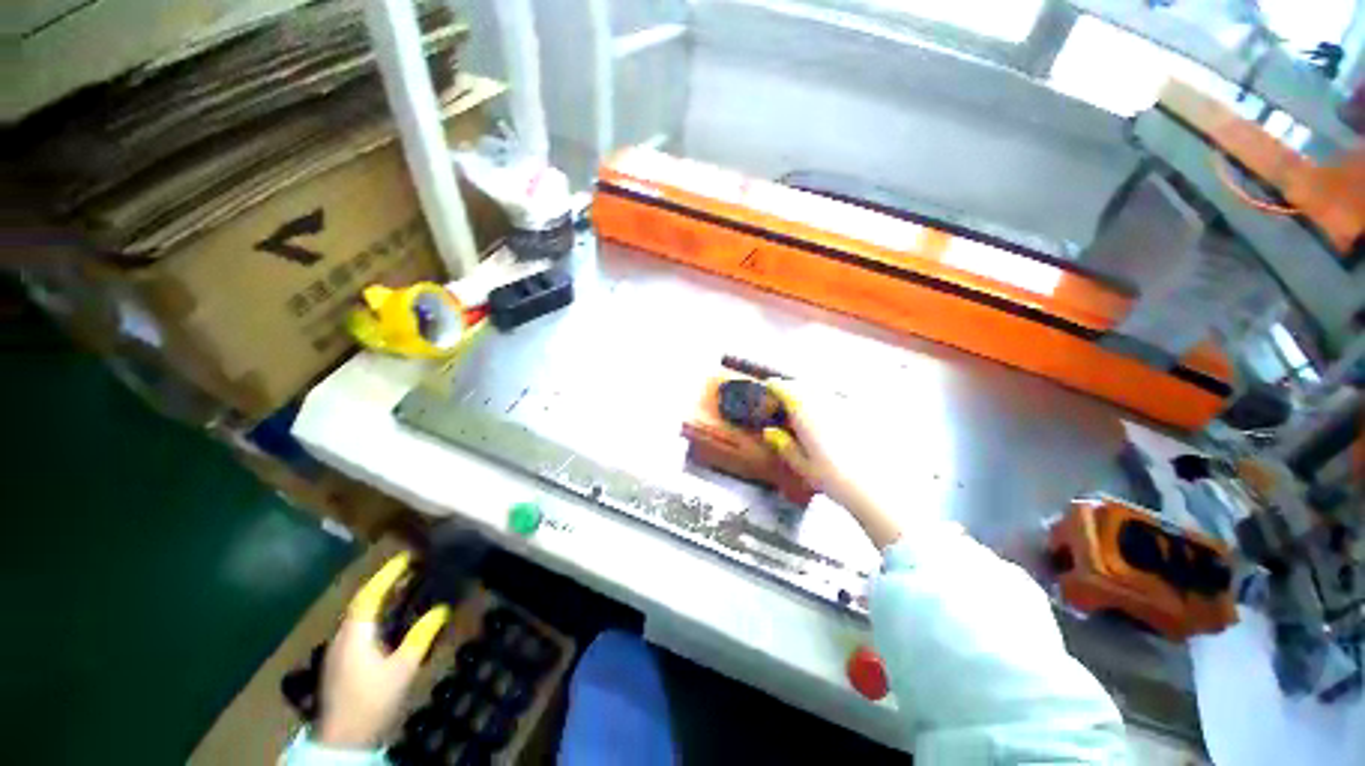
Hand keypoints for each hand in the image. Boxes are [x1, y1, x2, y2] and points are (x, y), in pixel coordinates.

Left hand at [316, 552, 448, 749]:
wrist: (343, 740)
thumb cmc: (372, 700)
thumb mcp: (402, 669)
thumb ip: (420, 637)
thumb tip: (442, 609)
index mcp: (355, 635)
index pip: (369, 595)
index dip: (387, 574)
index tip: (406, 557)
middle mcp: (343, 638)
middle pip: (362, 603)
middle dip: (384, 584)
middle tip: (409, 571)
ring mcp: (338, 652)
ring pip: (359, 617)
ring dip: (380, 601)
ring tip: (403, 591)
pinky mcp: (341, 664)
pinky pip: (359, 629)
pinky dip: (376, 616)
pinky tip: (389, 622)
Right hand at [761, 380, 905, 549]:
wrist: (880, 487)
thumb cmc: (834, 477)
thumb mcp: (801, 465)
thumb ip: (783, 445)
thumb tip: (769, 431)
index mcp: (803, 409)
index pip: (782, 387)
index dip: (772, 392)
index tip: (768, 405)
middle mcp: (823, 399)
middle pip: (801, 386)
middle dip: (790, 394)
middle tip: (784, 413)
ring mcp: (843, 403)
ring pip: (819, 392)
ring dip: (808, 399)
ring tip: (805, 420)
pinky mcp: (860, 412)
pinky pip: (836, 401)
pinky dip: (826, 407)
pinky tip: (830, 428)